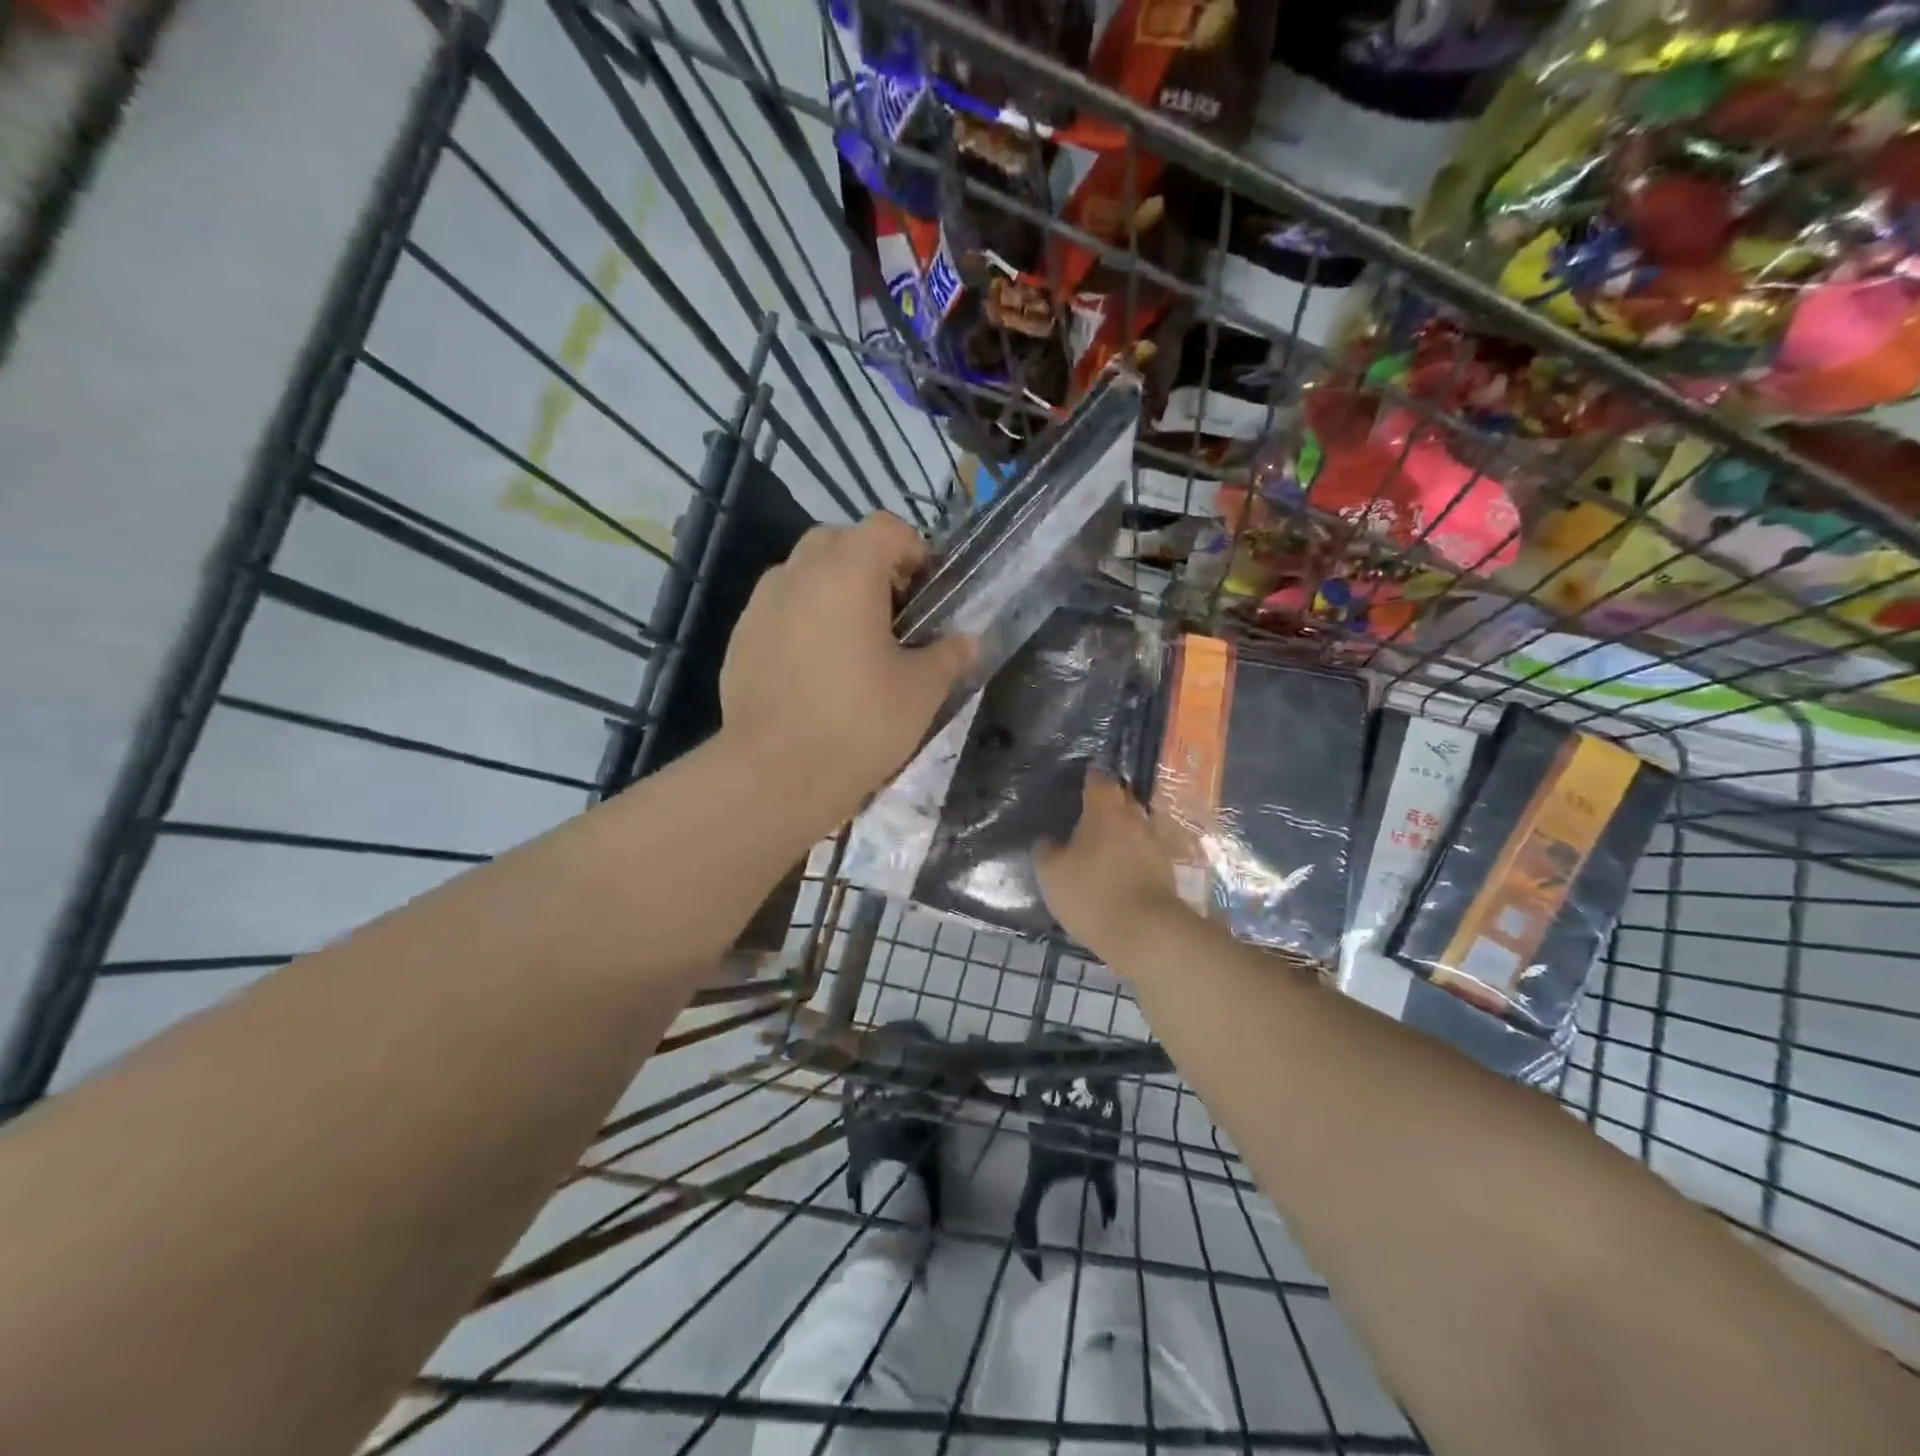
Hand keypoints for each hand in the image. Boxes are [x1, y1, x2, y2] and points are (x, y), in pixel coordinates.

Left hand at [720, 513, 974, 826]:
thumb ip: (949, 656)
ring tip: (852, 640)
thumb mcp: (921, 691)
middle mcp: (799, 573)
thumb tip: (969, 641)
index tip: (927, 591)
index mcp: (848, 572)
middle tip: (893, 613)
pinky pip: (778, 608)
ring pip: (803, 572)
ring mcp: (761, 604)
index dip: (914, 550)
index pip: (886, 528)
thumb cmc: (859, 724)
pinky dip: (802, 618)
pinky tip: (815, 667)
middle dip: (871, 563)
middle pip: (839, 541)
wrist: (776, 775)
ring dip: (833, 588)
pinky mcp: (740, 637)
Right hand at [1035, 770, 1192, 959]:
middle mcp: (1135, 820)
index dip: (1091, 779)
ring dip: (1125, 831)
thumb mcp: (1052, 875)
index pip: (1100, 782)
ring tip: (1106, 843)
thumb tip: (1047, 841)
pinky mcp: (1167, 872)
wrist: (1146, 933)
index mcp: (1105, 812)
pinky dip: (1135, 855)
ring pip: (1138, 827)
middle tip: (1091, 813)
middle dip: (1110, 803)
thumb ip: (1046, 852)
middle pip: (1124, 800)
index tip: (1082, 783)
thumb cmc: (1092, 894)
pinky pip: (1147, 853)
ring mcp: (1156, 846)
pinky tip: (1122, 868)